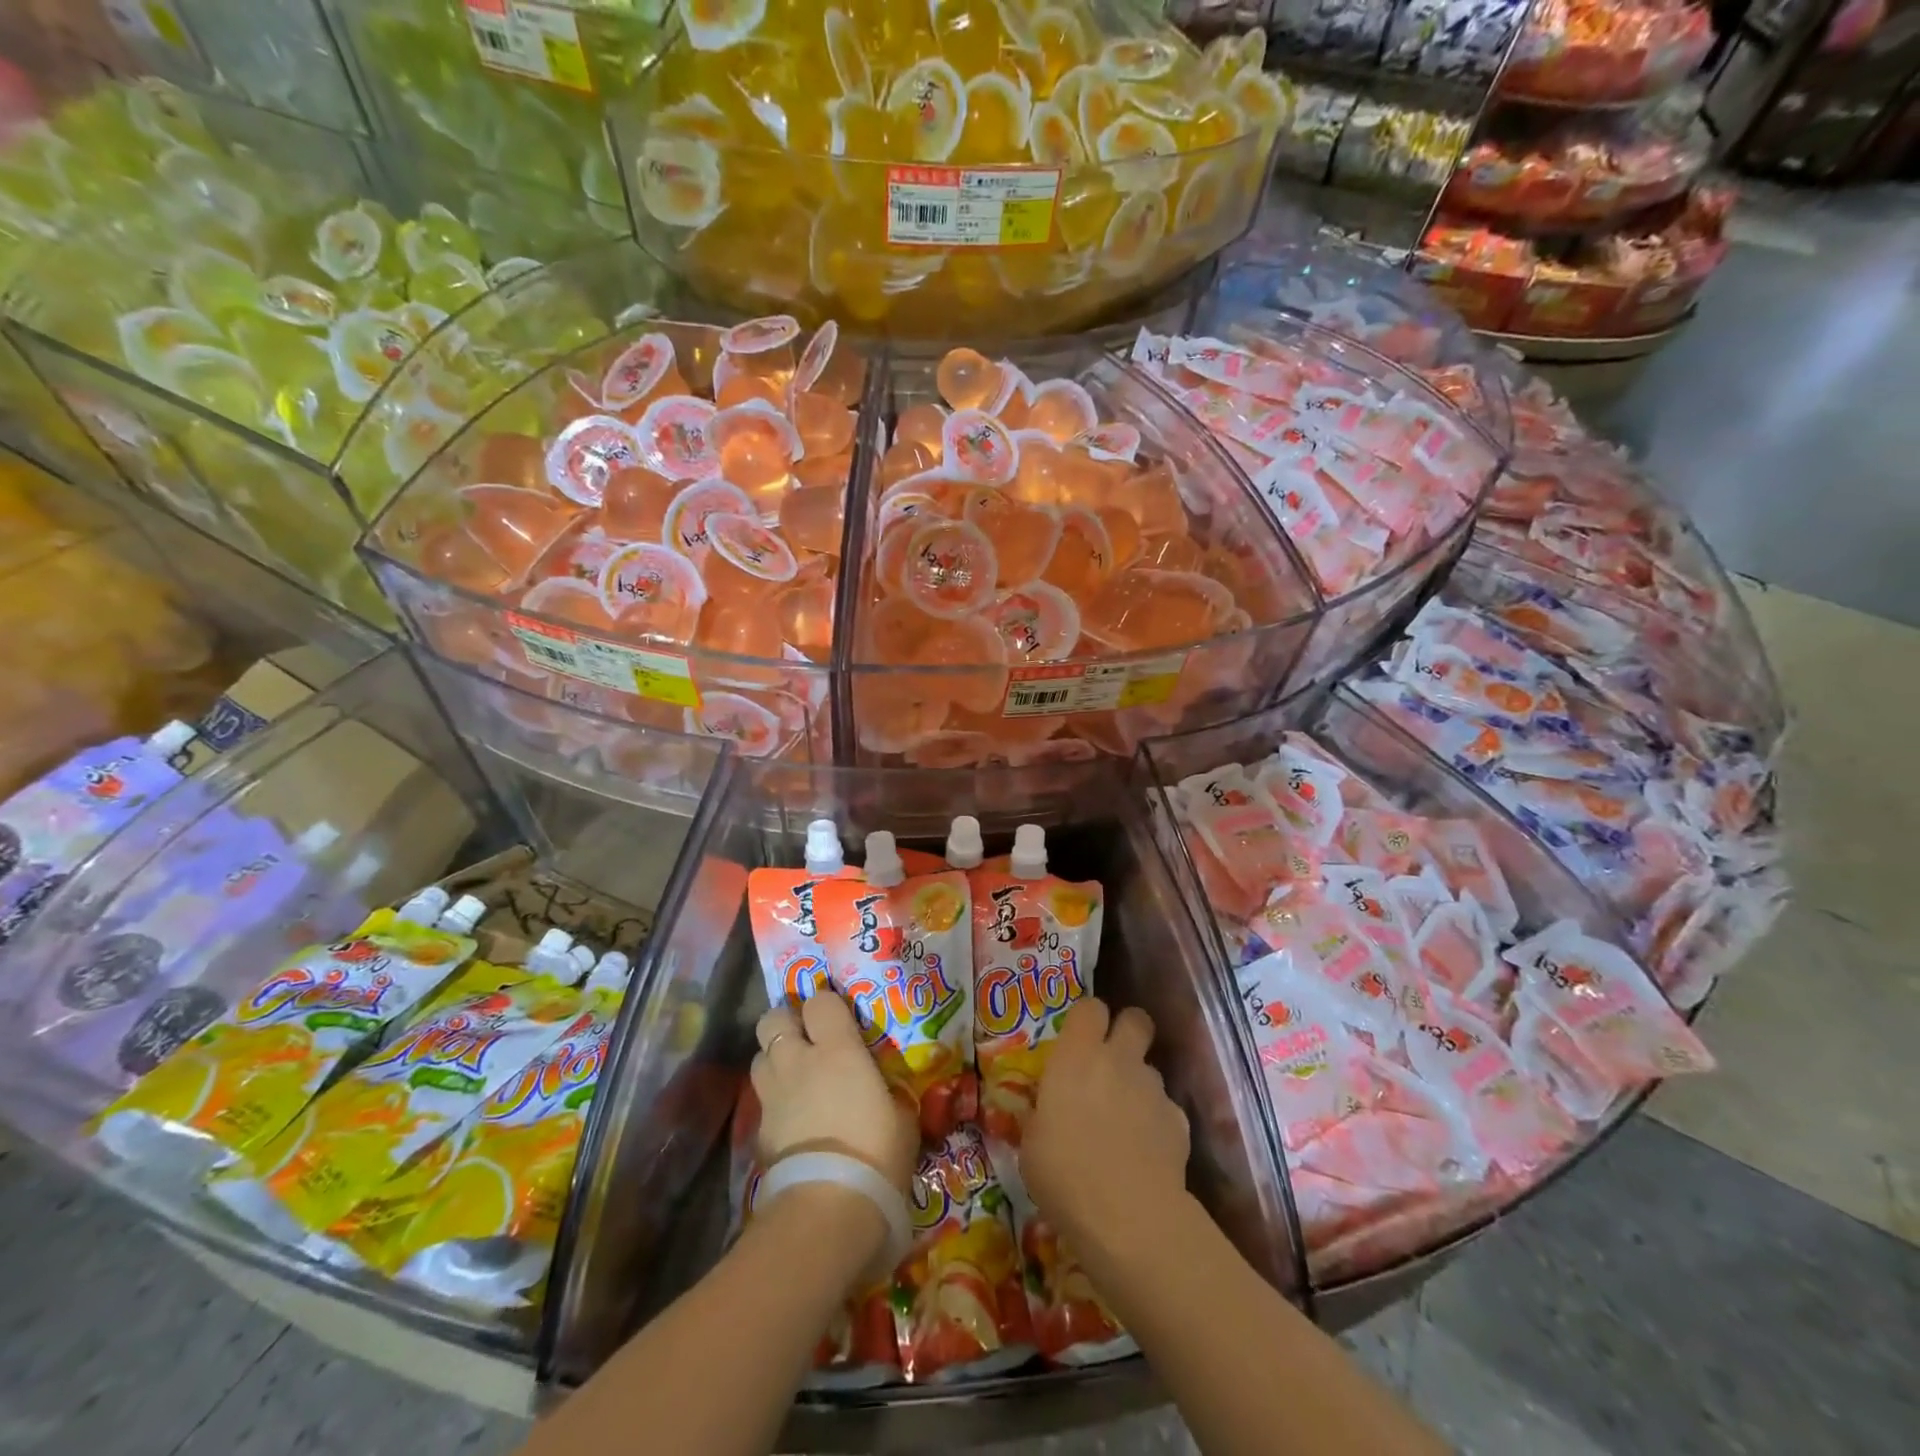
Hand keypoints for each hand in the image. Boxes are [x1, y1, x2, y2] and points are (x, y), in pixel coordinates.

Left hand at [751, 992, 918, 1196]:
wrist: (829, 1207)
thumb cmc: (876, 1153)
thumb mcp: (901, 1116)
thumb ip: (888, 1091)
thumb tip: (886, 1089)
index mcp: (837, 1048)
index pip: (820, 1001)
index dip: (827, 1006)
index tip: (840, 1019)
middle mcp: (798, 1060)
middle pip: (773, 1018)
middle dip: (786, 1023)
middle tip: (807, 1040)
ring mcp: (773, 1094)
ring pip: (760, 1056)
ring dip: (775, 1060)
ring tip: (795, 1077)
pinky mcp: (758, 1130)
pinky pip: (761, 1101)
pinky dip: (773, 1103)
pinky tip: (790, 1120)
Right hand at [1020, 998, 1190, 1254]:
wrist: (1129, 1217)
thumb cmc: (1064, 1174)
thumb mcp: (1031, 1143)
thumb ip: (1042, 1113)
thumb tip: (1045, 1111)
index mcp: (1077, 1055)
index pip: (1090, 1007)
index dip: (1087, 1019)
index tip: (1078, 1040)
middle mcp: (1119, 1059)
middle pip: (1135, 1019)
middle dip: (1127, 1031)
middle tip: (1111, 1059)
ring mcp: (1154, 1088)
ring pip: (1150, 1069)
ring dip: (1138, 1085)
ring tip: (1125, 1122)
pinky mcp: (1179, 1121)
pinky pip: (1165, 1109)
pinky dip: (1156, 1123)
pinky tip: (1145, 1153)